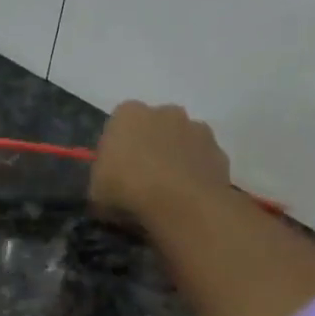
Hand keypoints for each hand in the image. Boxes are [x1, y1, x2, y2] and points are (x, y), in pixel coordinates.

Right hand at [89, 100, 231, 222]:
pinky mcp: (219, 150)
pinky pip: (202, 160)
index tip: (115, 173)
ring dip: (175, 159)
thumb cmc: (128, 191)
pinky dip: (196, 173)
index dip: (117, 149)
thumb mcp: (95, 192)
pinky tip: (188, 197)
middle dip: (150, 148)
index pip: (118, 125)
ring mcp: (196, 128)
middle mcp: (165, 111)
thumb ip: (102, 178)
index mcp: (128, 114)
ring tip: (168, 192)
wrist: (180, 204)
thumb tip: (109, 182)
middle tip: (143, 181)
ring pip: (181, 141)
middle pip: (154, 128)